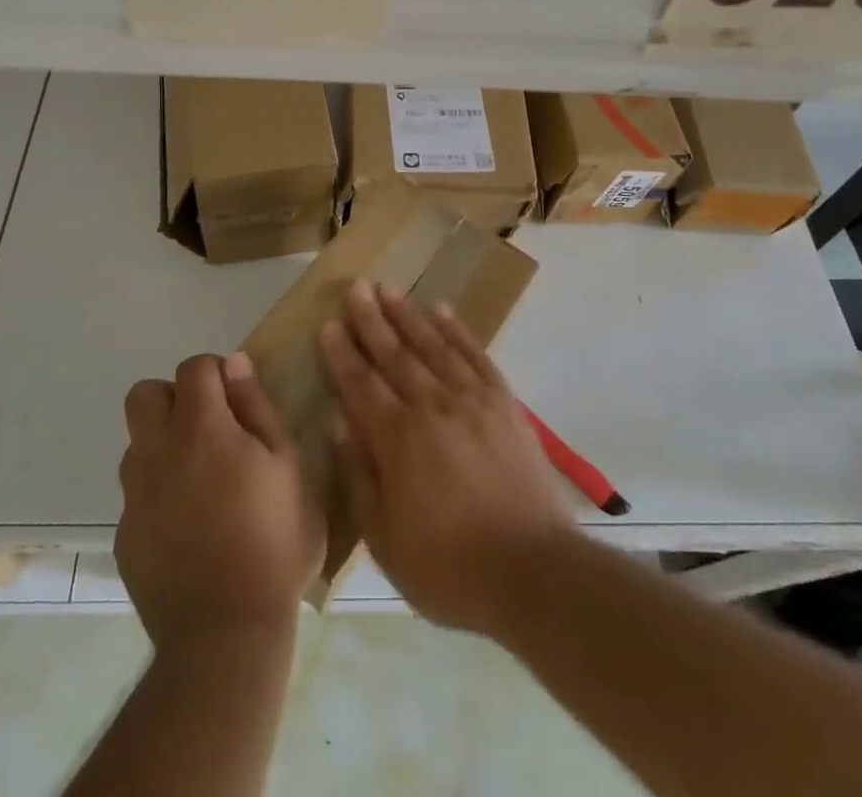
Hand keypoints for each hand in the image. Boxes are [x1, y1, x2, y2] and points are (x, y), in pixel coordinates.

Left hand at [116, 352, 325, 652]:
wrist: (225, 635)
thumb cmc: (274, 542)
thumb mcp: (288, 466)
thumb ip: (257, 407)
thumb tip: (235, 363)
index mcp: (201, 428)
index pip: (194, 368)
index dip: (216, 373)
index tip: (237, 401)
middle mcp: (158, 452)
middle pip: (145, 395)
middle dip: (174, 398)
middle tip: (209, 429)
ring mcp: (135, 496)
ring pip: (136, 445)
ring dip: (163, 446)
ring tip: (200, 481)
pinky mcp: (125, 537)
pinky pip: (136, 496)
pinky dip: (158, 496)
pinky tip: (188, 527)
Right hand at [317, 279, 575, 635]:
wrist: (533, 572)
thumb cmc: (449, 567)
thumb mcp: (385, 539)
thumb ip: (358, 474)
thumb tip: (336, 419)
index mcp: (397, 438)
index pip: (360, 383)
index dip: (342, 353)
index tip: (328, 324)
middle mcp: (431, 406)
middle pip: (394, 354)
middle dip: (371, 320)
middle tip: (356, 288)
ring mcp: (471, 399)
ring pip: (432, 345)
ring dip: (407, 315)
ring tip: (388, 289)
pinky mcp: (503, 403)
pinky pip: (475, 355)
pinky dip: (456, 331)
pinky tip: (441, 311)